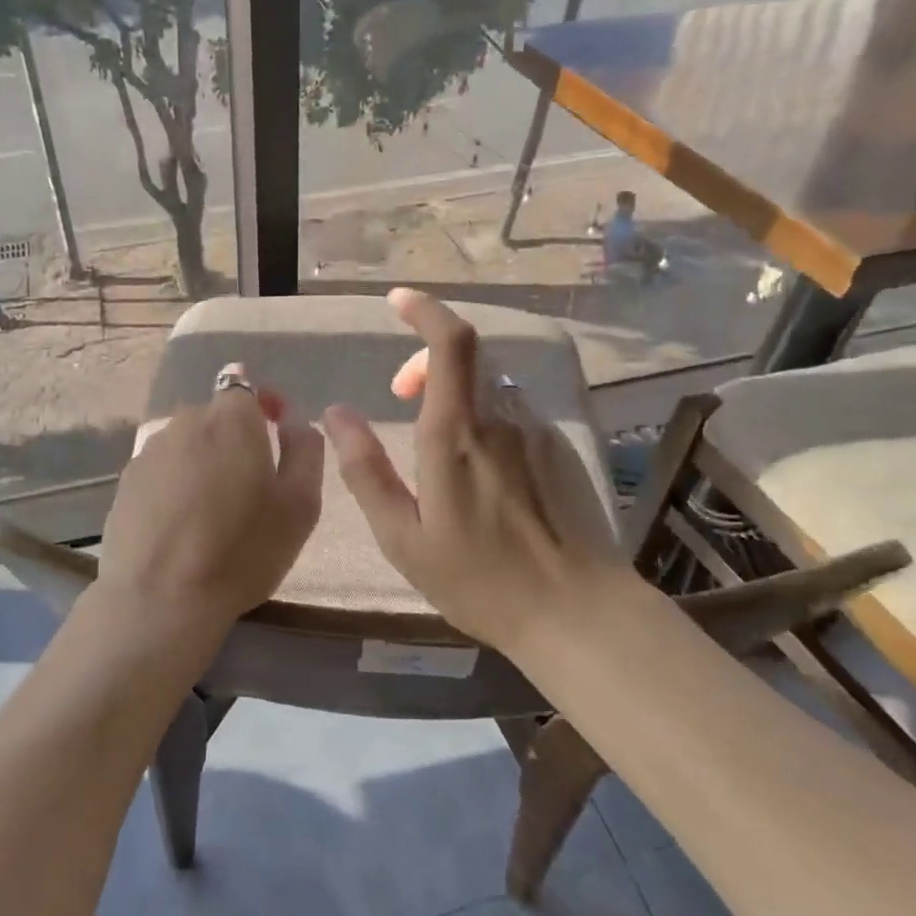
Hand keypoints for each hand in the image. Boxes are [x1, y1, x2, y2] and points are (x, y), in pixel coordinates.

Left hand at [95, 365, 322, 653]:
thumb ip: (305, 450)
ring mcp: (150, 449)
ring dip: (204, 457)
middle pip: (215, 414)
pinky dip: (176, 481)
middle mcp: (186, 420)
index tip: (275, 431)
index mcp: (231, 418)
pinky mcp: (126, 479)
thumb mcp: (300, 505)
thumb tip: (295, 422)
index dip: (263, 404)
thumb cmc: (242, 551)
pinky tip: (182, 520)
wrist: (159, 596)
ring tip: (214, 505)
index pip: (246, 385)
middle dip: (235, 435)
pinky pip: (162, 467)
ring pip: (187, 440)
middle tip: (250, 480)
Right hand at [322, 288, 631, 651]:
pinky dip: (485, 412)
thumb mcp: (403, 537)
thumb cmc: (480, 580)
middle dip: (426, 357)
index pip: (449, 342)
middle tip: (401, 395)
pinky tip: (481, 466)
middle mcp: (501, 418)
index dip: (425, 309)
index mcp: (457, 435)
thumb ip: (366, 471)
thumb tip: (336, 414)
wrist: (580, 614)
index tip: (399, 301)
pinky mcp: (560, 449)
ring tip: (437, 438)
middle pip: (468, 354)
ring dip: (456, 388)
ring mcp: (537, 431)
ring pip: (490, 382)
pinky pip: (514, 410)